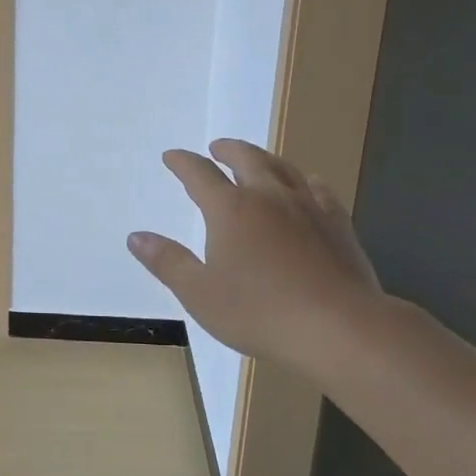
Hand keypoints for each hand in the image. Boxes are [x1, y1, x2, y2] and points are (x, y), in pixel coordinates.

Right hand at [127, 138, 389, 377]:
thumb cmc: (260, 312)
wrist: (339, 327)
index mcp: (230, 209)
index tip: (172, 156)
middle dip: (227, 149)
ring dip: (263, 158)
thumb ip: (167, 262)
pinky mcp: (337, 223)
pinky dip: (304, 179)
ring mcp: (307, 206)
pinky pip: (318, 188)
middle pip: (245, 158)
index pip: (199, 174)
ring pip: (282, 167)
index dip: (182, 162)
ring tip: (256, 159)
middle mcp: (267, 196)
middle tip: (216, 148)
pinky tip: (306, 185)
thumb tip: (135, 236)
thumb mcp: (200, 294)